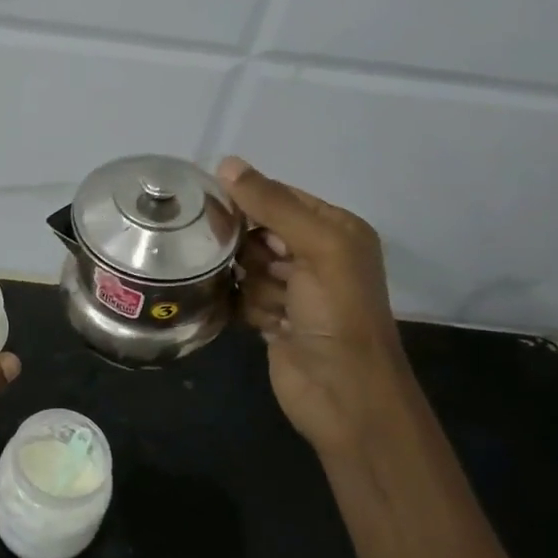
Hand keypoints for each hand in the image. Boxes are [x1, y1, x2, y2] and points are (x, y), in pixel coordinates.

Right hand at [219, 157, 415, 457]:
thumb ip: (272, 205)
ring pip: (245, 265)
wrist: (343, 395)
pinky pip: (242, 297)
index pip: (281, 197)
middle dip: (250, 249)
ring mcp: (294, 289)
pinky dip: (249, 308)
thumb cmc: (338, 314)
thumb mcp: (316, 248)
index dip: (249, 200)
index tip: (214, 206)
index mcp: (335, 229)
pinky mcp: (273, 319)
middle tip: (258, 266)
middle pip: (258, 231)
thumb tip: (226, 163)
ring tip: (276, 307)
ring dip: (253, 285)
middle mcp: (316, 255)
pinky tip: (267, 325)